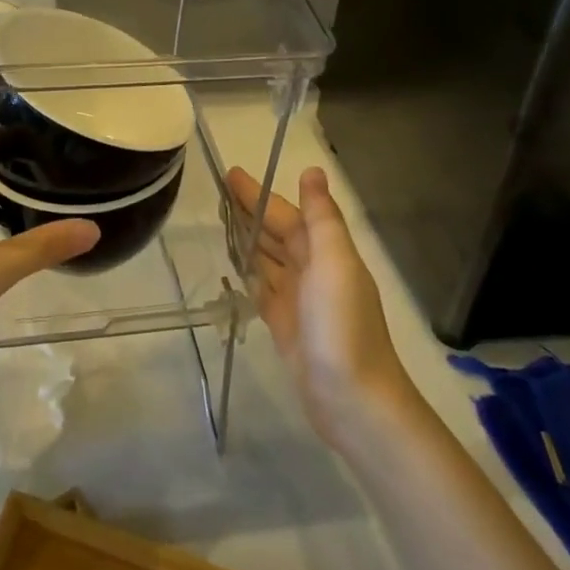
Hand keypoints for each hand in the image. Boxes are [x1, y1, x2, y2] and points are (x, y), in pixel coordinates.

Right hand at [226, 165, 419, 445]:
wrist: (352, 400)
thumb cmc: (342, 326)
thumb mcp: (334, 264)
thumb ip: (322, 218)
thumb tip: (313, 170)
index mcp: (325, 252)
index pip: (286, 213)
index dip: (259, 194)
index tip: (230, 174)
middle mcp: (312, 270)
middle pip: (276, 233)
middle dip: (251, 212)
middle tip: (217, 194)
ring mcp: (298, 299)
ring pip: (267, 259)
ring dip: (248, 239)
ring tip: (219, 222)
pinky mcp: (284, 324)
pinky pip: (262, 288)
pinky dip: (250, 274)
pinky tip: (234, 267)